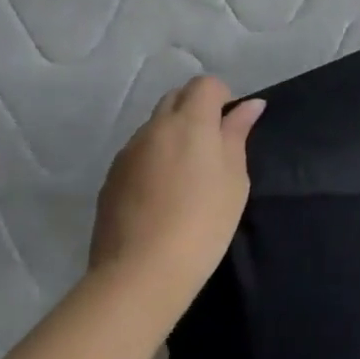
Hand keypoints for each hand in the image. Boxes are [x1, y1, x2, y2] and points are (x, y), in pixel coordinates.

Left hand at [89, 76, 263, 318]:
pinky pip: (137, 154)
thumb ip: (237, 134)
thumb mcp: (235, 178)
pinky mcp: (110, 180)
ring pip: (154, 126)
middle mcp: (154, 128)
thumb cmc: (203, 222)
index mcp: (189, 122)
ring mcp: (127, 154)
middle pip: (175, 98)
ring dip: (172, 135)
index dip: (221, 97)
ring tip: (185, 175)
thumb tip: (249, 105)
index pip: (205, 84)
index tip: (230, 128)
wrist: (140, 274)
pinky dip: (153, 159)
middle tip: (212, 147)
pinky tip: (161, 195)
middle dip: (195, 109)